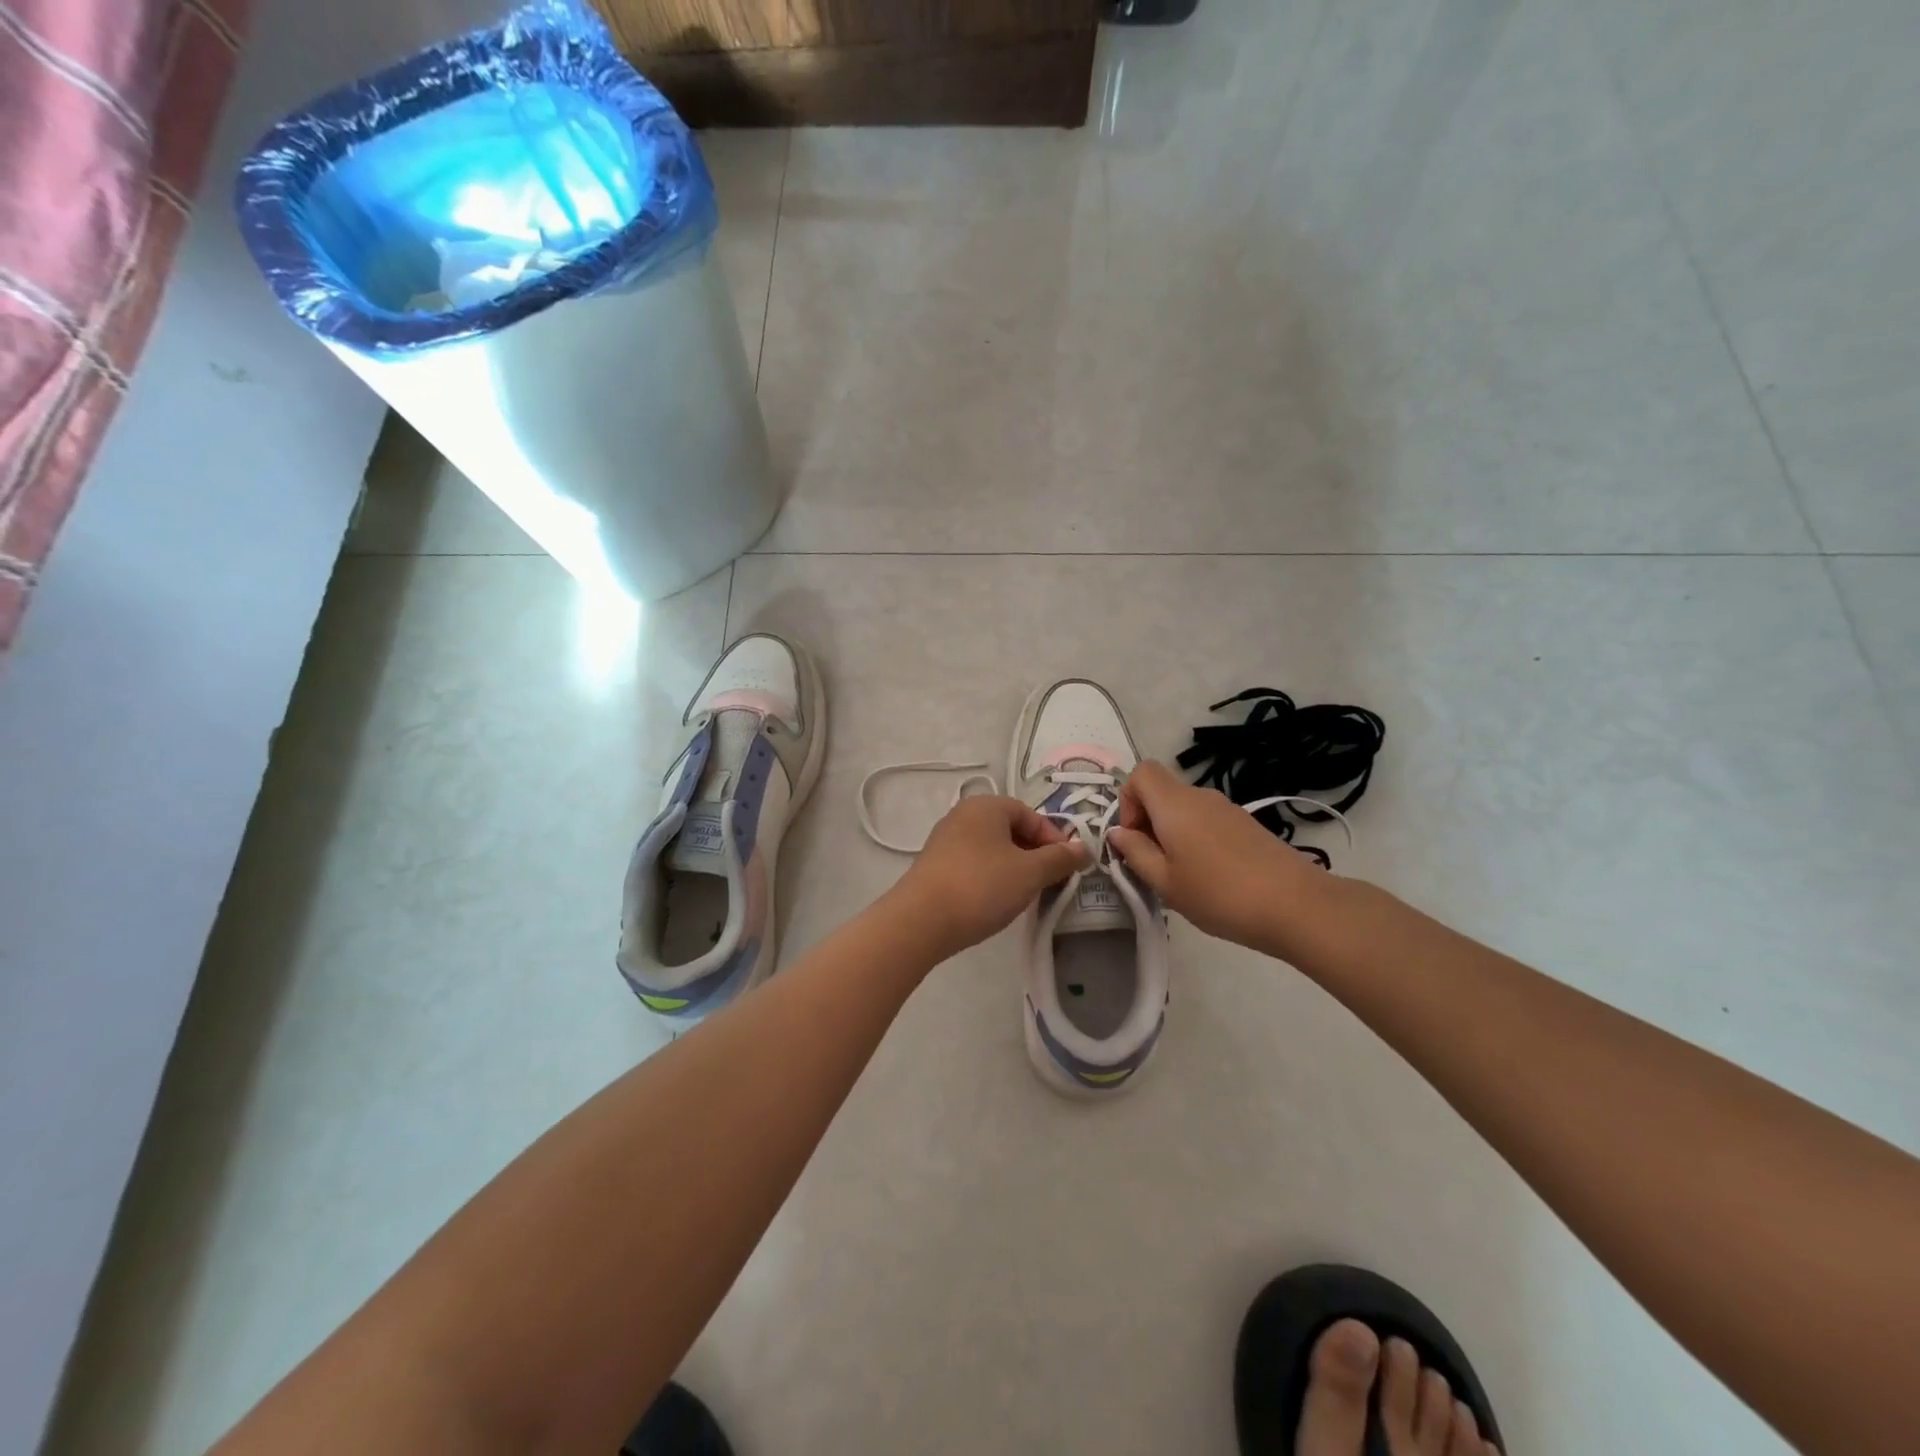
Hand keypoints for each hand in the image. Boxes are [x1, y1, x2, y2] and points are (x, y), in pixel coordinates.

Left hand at [890, 796, 1088, 958]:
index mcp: (986, 806)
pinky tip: (996, 900)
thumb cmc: (981, 886)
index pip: (1030, 814)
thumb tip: (1084, 848)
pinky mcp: (935, 865)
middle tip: (1049, 881)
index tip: (1067, 867)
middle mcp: (963, 815)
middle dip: (1035, 853)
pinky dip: (991, 876)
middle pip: (1010, 829)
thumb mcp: (1030, 872)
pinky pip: (974, 863)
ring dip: (1014, 867)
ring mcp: (945, 840)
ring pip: (992, 848)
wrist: (921, 920)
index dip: (1054, 838)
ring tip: (1025, 894)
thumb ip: (1060, 858)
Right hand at [1107, 760, 1324, 949]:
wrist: (1296, 905)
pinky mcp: (1246, 825)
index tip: (1133, 837)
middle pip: (1161, 792)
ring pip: (1184, 809)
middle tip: (1153, 865)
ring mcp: (1227, 809)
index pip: (1140, 772)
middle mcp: (1199, 796)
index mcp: (1174, 804)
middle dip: (1147, 822)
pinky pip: (1206, 821)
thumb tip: (1117, 833)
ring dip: (1172, 834)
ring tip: (1182, 877)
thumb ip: (1135, 853)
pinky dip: (1196, 840)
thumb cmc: (1219, 894)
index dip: (1127, 800)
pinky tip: (1210, 877)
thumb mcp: (1165, 882)